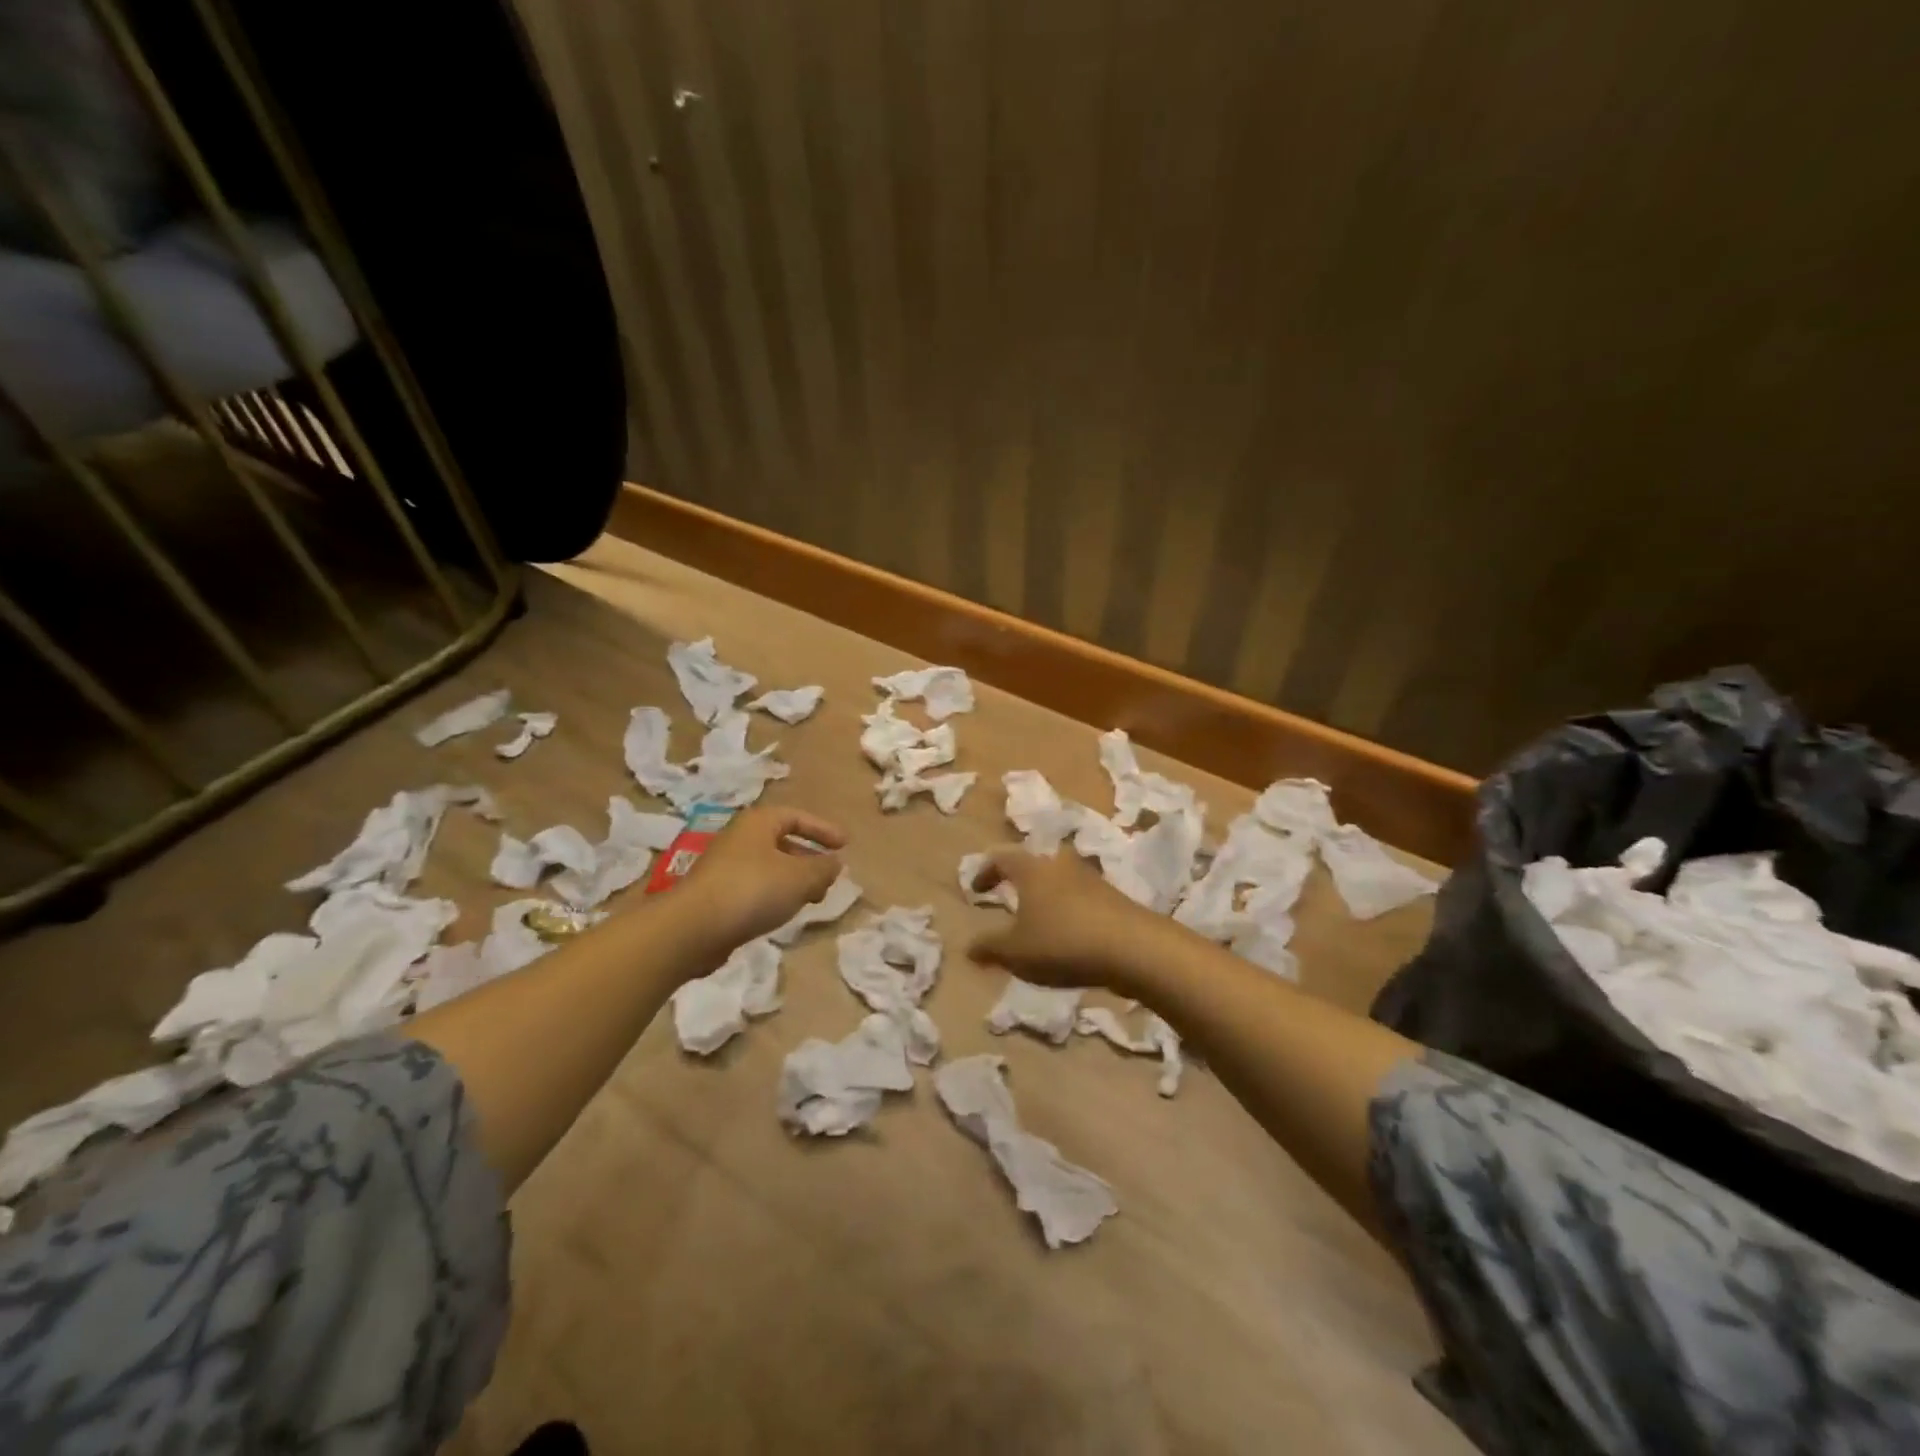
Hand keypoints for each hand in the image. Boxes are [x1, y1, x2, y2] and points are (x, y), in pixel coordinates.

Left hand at [679, 806, 847, 947]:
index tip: (845, 845)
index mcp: (758, 822)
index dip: (823, 830)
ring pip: (769, 867)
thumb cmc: (752, 890)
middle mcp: (739, 838)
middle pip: (782, 841)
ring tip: (811, 899)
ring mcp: (724, 866)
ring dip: (793, 880)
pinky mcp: (715, 894)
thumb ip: (823, 868)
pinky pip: (754, 887)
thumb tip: (835, 864)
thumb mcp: (800, 877)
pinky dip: (774, 895)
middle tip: (829, 877)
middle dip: (809, 858)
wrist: (692, 928)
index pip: (797, 817)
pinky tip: (782, 913)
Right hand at [966, 849, 1161, 989]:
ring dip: (1047, 896)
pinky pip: (1081, 898)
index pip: (1001, 859)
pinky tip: (1070, 935)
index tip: (976, 890)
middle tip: (1010, 897)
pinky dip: (1069, 910)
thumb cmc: (1063, 942)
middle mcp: (1060, 865)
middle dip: (1020, 879)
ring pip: (1060, 880)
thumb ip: (989, 948)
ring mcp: (1091, 879)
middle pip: (1035, 864)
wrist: (1134, 948)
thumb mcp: (1016, 952)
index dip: (985, 872)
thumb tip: (968, 948)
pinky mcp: (1114, 898)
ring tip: (1040, 920)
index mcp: (1032, 870)